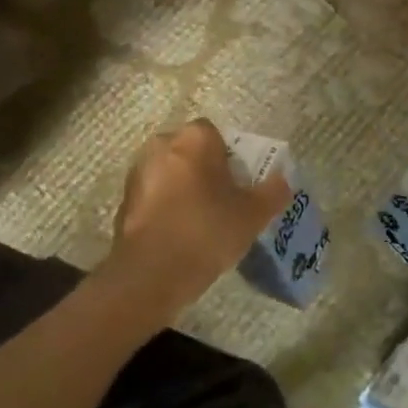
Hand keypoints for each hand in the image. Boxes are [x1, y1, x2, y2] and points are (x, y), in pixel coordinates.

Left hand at [106, 120, 292, 313]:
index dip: (230, 158)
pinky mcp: (124, 199)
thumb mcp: (253, 215)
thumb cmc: (207, 231)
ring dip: (183, 189)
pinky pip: (154, 195)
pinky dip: (165, 207)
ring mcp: (138, 172)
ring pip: (170, 173)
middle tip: (223, 202)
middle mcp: (161, 145)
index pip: (216, 135)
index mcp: (193, 139)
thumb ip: (272, 192)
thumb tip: (282, 181)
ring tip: (201, 221)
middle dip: (205, 171)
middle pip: (190, 152)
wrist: (152, 272)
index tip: (239, 185)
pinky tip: (178, 234)